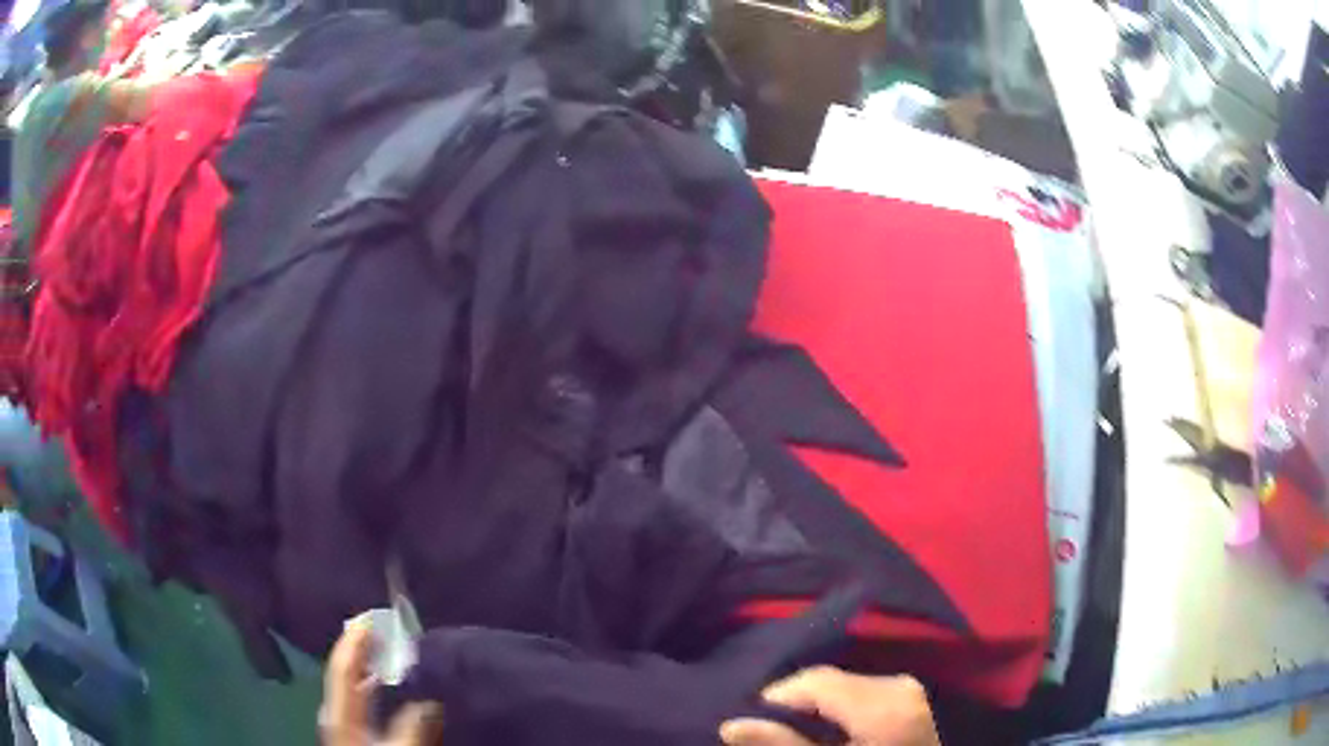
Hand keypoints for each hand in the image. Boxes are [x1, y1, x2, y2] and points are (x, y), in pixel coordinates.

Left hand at [320, 616, 444, 745]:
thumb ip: (411, 728)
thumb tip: (428, 699)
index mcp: (339, 713)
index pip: (343, 667)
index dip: (356, 640)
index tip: (374, 615)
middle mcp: (336, 712)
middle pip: (345, 672)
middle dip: (363, 648)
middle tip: (387, 626)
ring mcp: (343, 724)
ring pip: (354, 686)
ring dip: (370, 666)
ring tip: (393, 650)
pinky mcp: (353, 734)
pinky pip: (361, 700)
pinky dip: (374, 685)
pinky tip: (391, 687)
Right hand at [720, 667, 939, 745]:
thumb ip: (783, 745)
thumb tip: (730, 725)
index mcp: (882, 705)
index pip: (816, 680)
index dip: (777, 698)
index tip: (751, 723)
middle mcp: (900, 686)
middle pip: (831, 680)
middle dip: (797, 704)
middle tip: (771, 732)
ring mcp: (911, 690)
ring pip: (847, 685)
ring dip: (818, 706)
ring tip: (798, 734)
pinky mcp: (913, 700)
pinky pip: (867, 692)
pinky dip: (843, 708)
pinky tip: (833, 731)